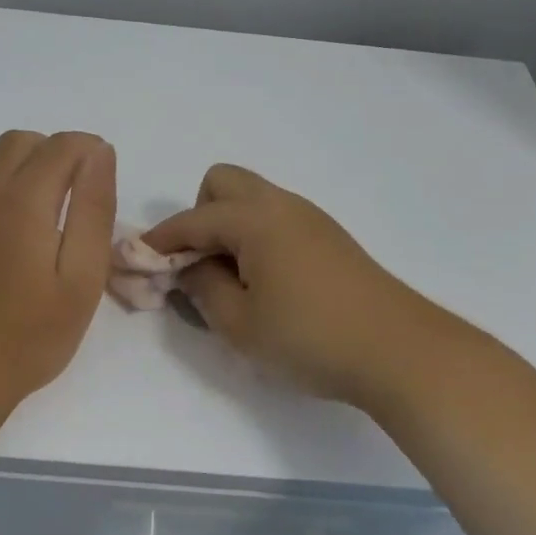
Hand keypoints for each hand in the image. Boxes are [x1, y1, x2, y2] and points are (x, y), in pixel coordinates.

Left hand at [0, 130, 115, 410]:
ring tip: (26, 199)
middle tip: (69, 190)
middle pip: (17, 142)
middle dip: (50, 151)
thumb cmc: (28, 337)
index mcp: (22, 202)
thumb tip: (99, 154)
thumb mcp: (81, 279)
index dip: (88, 149)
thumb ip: (93, 210)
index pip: (61, 147)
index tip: (101, 173)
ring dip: (7, 163)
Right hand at [142, 164, 454, 406]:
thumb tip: (190, 268)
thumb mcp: (240, 325)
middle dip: (199, 217)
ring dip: (228, 227)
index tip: (136, 263)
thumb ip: (203, 289)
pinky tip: (266, 282)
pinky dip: (256, 237)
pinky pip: (276, 218)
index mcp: (254, 219)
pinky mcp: (329, 237)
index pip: (191, 220)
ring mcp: (310, 218)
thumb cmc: (311, 338)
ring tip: (231, 280)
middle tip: (200, 266)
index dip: (158, 242)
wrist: (400, 350)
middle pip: (222, 183)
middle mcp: (281, 205)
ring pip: (252, 199)